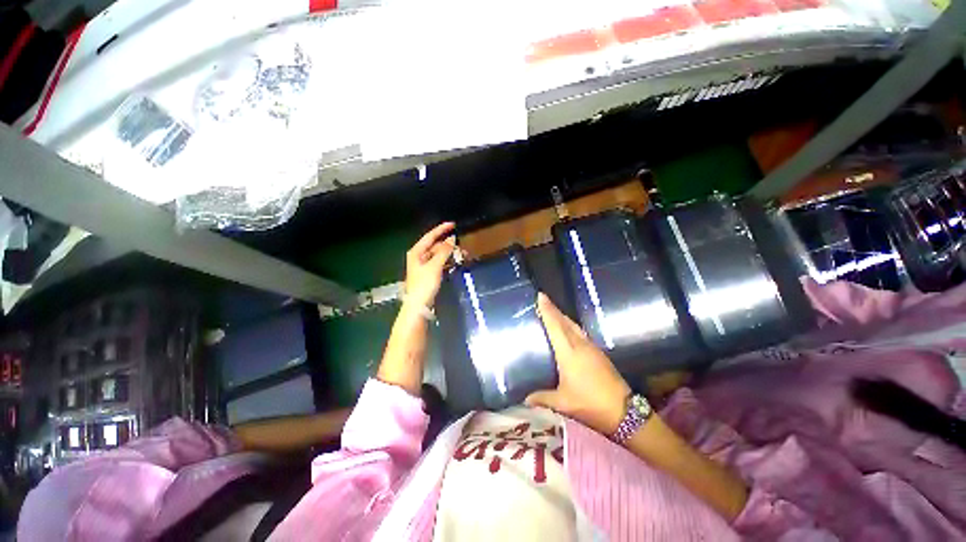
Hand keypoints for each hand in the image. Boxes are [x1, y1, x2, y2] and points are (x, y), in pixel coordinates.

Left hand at [405, 222, 455, 308]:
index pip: (430, 236)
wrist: (418, 305)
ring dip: (449, 253)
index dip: (441, 229)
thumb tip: (452, 239)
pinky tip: (455, 261)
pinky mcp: (428, 273)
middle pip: (435, 245)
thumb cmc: (424, 284)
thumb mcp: (435, 266)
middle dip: (448, 244)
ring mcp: (423, 265)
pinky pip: (439, 263)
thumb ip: (444, 251)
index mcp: (417, 252)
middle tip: (461, 243)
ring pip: (438, 254)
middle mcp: (419, 256)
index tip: (453, 225)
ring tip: (461, 253)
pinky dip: (447, 261)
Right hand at [526, 293, 630, 435]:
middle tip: (543, 300)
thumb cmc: (590, 404)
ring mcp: (591, 347)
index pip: (555, 326)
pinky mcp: (598, 353)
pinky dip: (571, 326)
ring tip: (553, 312)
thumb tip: (524, 399)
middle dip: (554, 309)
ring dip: (563, 316)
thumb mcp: (563, 403)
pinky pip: (580, 332)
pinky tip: (569, 330)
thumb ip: (542, 398)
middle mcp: (580, 345)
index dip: (547, 310)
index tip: (540, 296)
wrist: (623, 411)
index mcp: (569, 353)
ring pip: (574, 326)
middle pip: (565, 321)